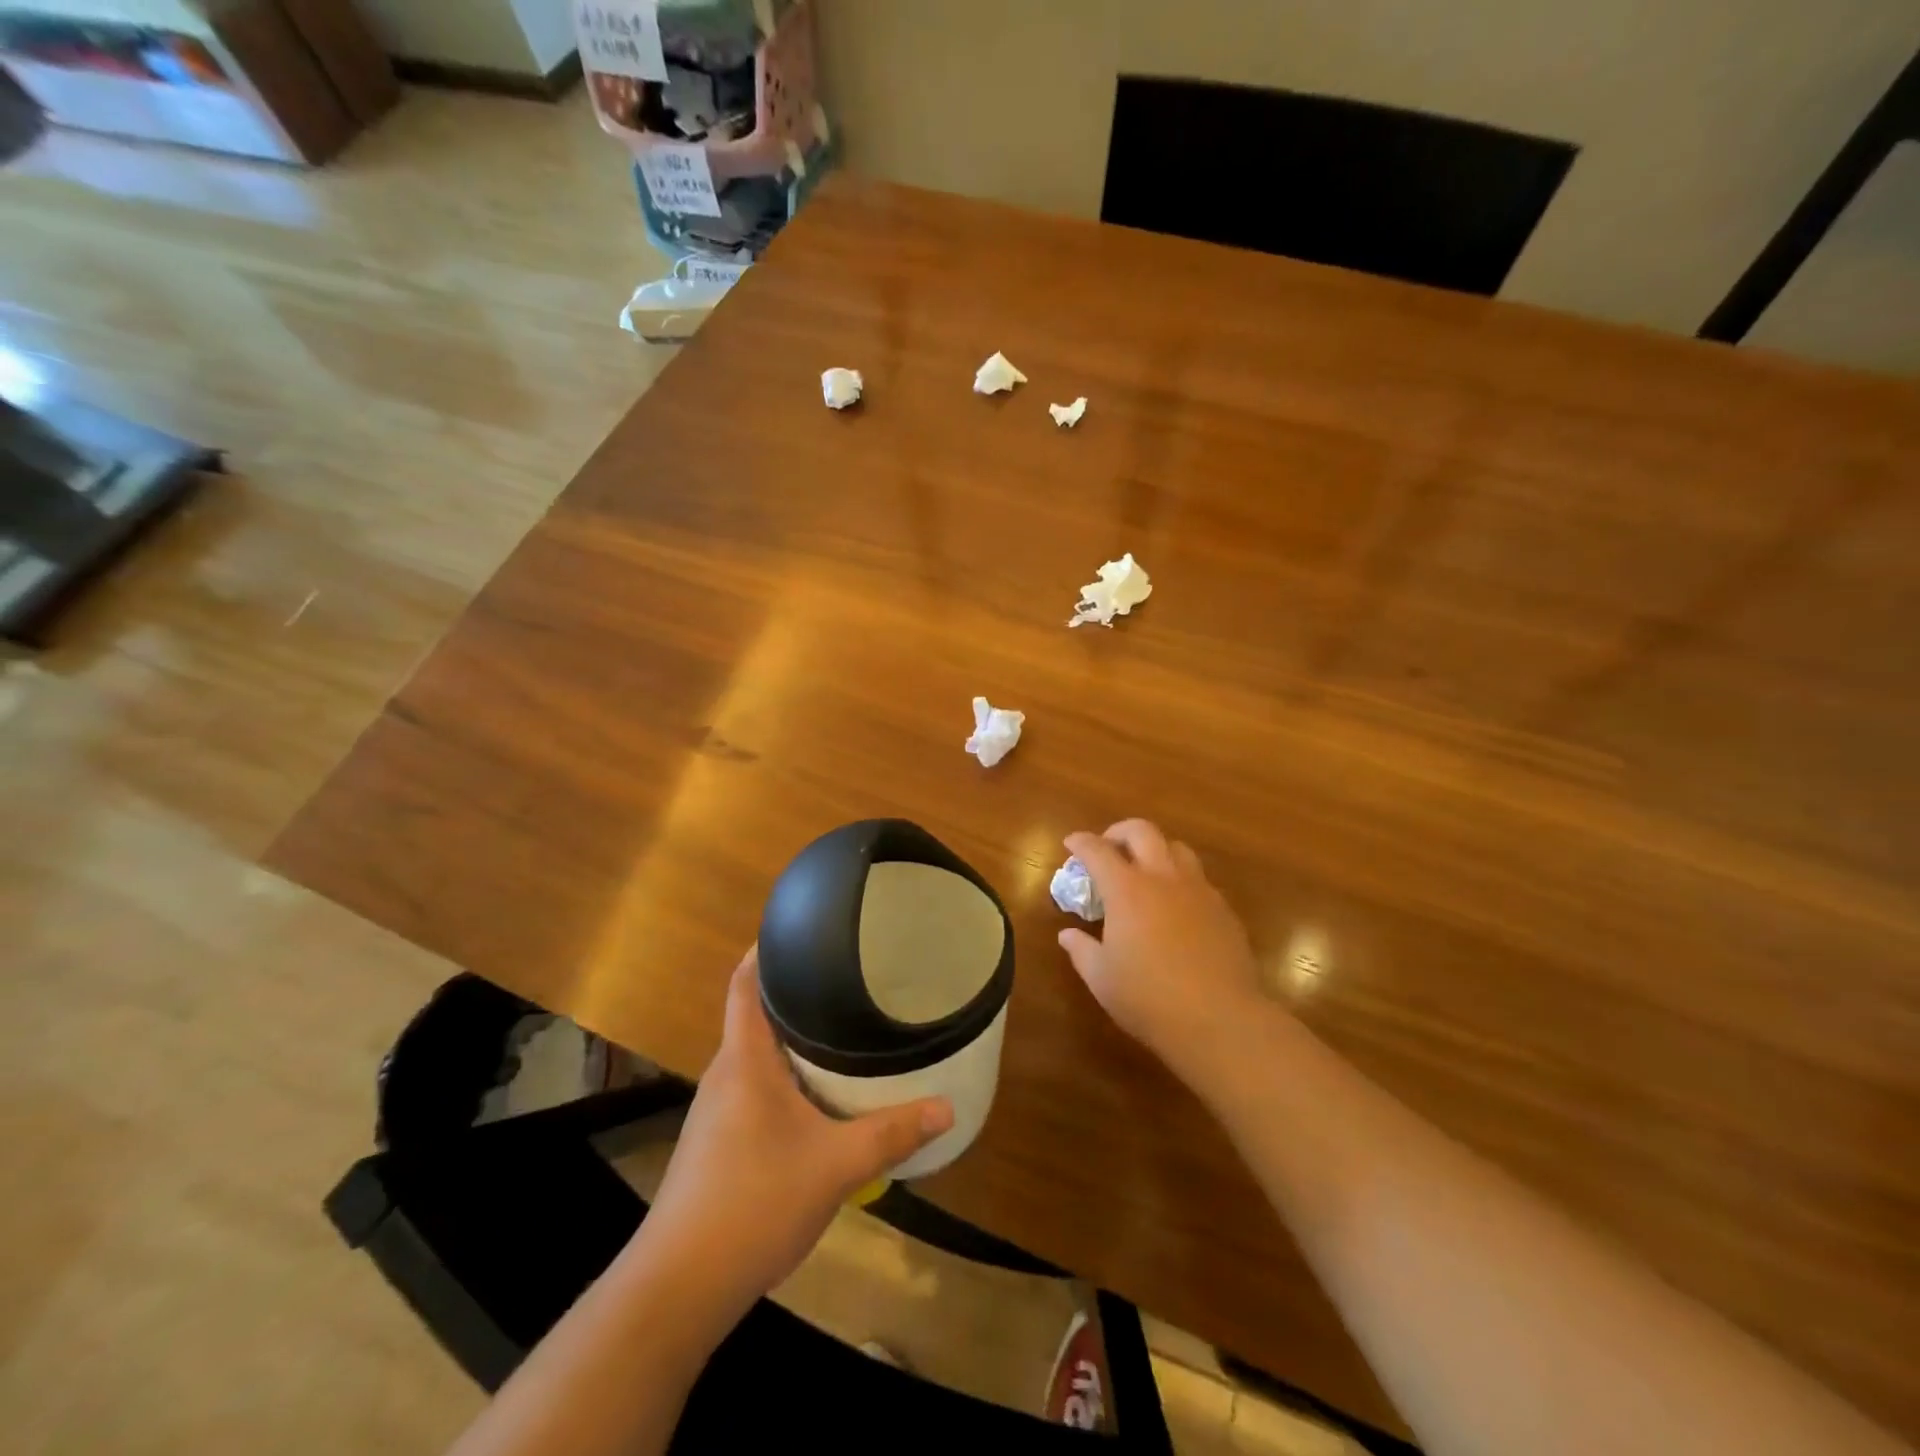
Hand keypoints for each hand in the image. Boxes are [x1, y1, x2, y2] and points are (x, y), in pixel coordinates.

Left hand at [638, 947, 953, 1322]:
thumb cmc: (753, 1204)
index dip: (764, 949)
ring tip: (840, 1031)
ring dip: (792, 1041)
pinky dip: (786, 1078)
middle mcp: (725, 1075)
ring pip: (757, 1057)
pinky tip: (817, 1098)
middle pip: (755, 1015)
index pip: (744, 983)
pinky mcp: (716, 1143)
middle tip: (845, 978)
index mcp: (744, 1061)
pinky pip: (755, 1089)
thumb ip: (891, 1133)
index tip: (800, 928)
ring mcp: (716, 1112)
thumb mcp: (835, 1167)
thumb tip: (948, 1107)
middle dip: (795, 995)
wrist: (677, 1288)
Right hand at [1059, 820, 1267, 1080]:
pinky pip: (1198, 879)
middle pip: (1142, 831)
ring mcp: (1198, 890)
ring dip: (1155, 849)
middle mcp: (1163, 878)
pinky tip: (1175, 907)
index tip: (1071, 843)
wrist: (1220, 1019)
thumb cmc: (1149, 998)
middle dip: (1119, 832)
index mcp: (1127, 890)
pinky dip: (1180, 880)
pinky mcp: (1223, 909)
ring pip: (1177, 848)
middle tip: (1108, 847)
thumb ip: (1081, 950)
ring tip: (1145, 870)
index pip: (1098, 850)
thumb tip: (1067, 935)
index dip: (1081, 842)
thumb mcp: (1101, 978)